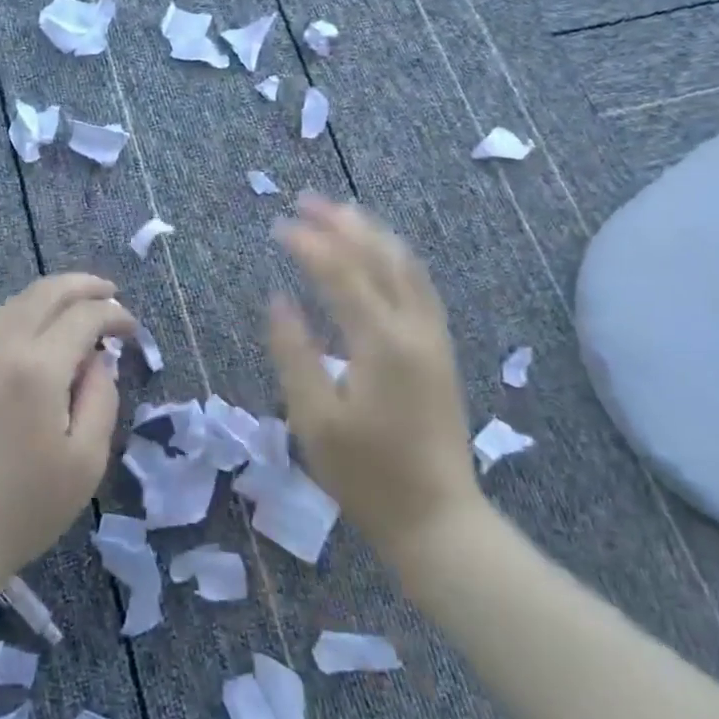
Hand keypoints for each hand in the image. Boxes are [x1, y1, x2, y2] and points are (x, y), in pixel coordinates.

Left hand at [0, 274, 134, 581]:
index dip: (114, 315)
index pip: (83, 316)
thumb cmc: (25, 506)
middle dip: (83, 285)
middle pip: (45, 293)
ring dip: (52, 295)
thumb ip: (102, 398)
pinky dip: (26, 313)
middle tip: (110, 293)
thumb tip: (97, 360)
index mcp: (38, 367)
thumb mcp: (86, 460)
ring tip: (78, 305)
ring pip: (16, 303)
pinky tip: (41, 332)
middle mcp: (2, 348)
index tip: (132, 330)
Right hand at [268, 194, 486, 565]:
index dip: (309, 244)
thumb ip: (294, 354)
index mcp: (381, 343)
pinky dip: (394, 258)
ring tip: (342, 213)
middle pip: (380, 257)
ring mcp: (434, 337)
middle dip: (343, 224)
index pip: (341, 273)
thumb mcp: (314, 419)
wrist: (437, 519)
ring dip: (372, 234)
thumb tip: (277, 300)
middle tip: (308, 200)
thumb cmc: (367, 476)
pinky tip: (380, 255)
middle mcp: (414, 328)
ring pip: (406, 266)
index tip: (278, 225)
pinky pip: (418, 285)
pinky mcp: (440, 350)